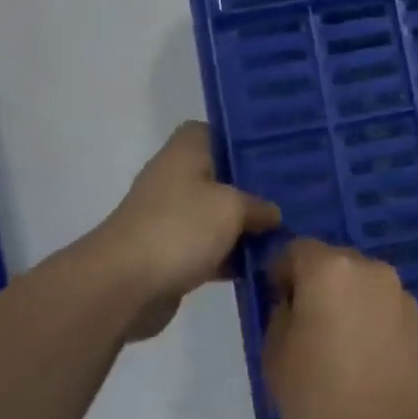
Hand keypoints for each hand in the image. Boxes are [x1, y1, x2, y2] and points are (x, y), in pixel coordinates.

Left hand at [95, 121, 279, 340]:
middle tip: (293, 194)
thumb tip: (273, 214)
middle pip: (221, 176)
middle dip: (254, 188)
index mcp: (184, 154)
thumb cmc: (179, 229)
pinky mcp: (173, 254)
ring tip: (289, 230)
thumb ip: (259, 206)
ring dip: (247, 226)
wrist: (124, 286)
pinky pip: (212, 248)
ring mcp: (172, 219)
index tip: (274, 153)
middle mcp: (175, 180)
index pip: (213, 131)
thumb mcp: (232, 207)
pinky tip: (265, 263)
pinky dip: (233, 255)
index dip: (241, 140)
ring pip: (219, 215)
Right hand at [262, 239, 417, 418]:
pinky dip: (374, 323)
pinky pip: (387, 311)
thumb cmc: (316, 400)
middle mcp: (373, 271)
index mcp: (332, 270)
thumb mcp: (275, 354)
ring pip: (365, 287)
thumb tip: (294, 301)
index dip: (281, 271)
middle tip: (307, 328)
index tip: (275, 302)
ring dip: (350, 303)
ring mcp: (403, 297)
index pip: (297, 249)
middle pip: (336, 264)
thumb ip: (282, 313)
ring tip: (340, 349)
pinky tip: (368, 362)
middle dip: (319, 285)